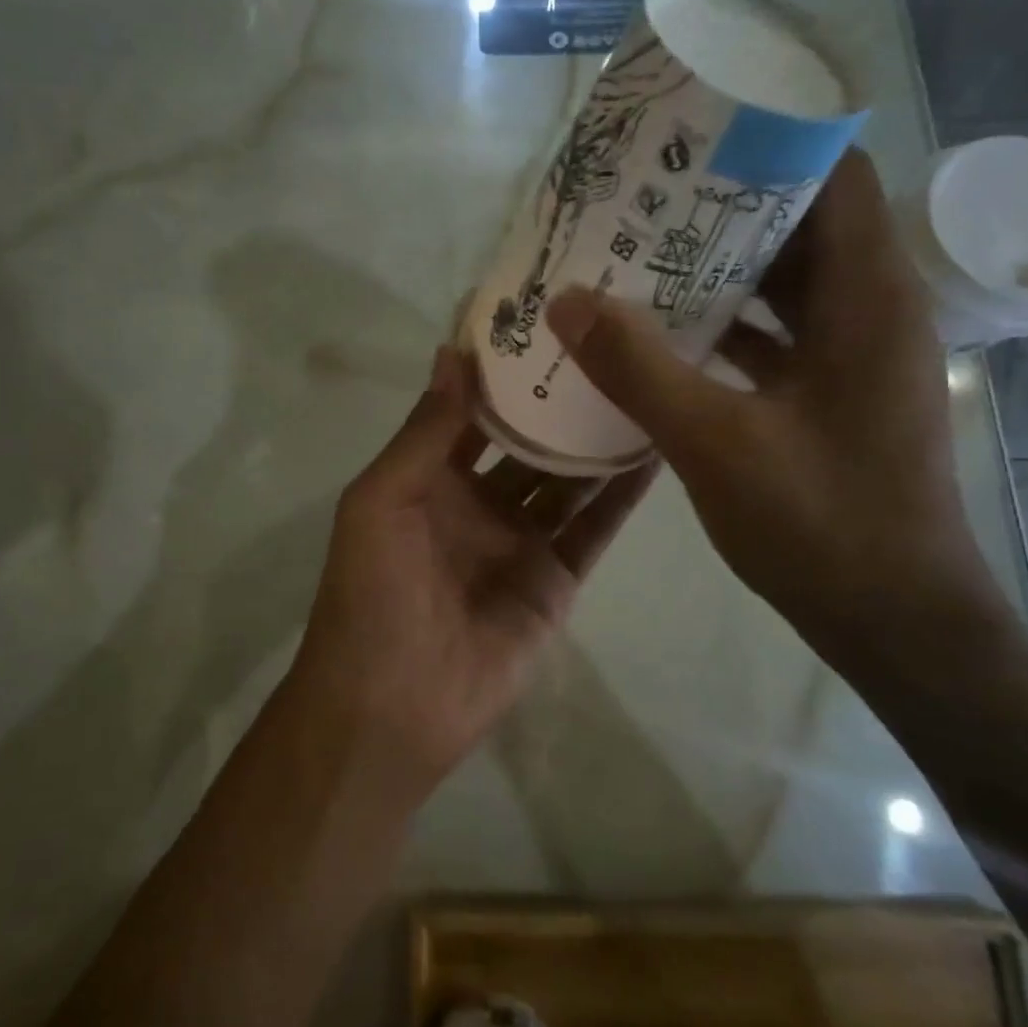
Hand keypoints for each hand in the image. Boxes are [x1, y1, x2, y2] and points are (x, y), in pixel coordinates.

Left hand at [287, 347, 656, 794]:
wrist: (393, 707)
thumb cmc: (372, 594)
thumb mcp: (381, 501)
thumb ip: (424, 432)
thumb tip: (452, 353)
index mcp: (430, 479)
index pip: (474, 411)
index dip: (503, 371)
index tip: (545, 320)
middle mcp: (479, 502)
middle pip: (528, 440)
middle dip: (560, 400)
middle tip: (612, 342)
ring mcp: (522, 541)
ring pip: (568, 479)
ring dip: (598, 439)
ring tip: (645, 382)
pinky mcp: (557, 580)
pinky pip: (593, 529)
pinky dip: (622, 495)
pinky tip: (655, 449)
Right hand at [544, 150, 1002, 663]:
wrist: (897, 622)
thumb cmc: (822, 524)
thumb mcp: (715, 442)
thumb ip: (638, 368)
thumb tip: (565, 300)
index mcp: (868, 296)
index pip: (832, 173)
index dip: (770, 140)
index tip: (693, 131)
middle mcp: (873, 309)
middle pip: (802, 223)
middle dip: (725, 202)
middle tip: (643, 193)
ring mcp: (857, 355)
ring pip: (788, 282)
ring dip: (720, 266)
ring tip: (641, 251)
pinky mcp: (837, 394)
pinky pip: (780, 334)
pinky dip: (729, 323)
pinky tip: (665, 331)